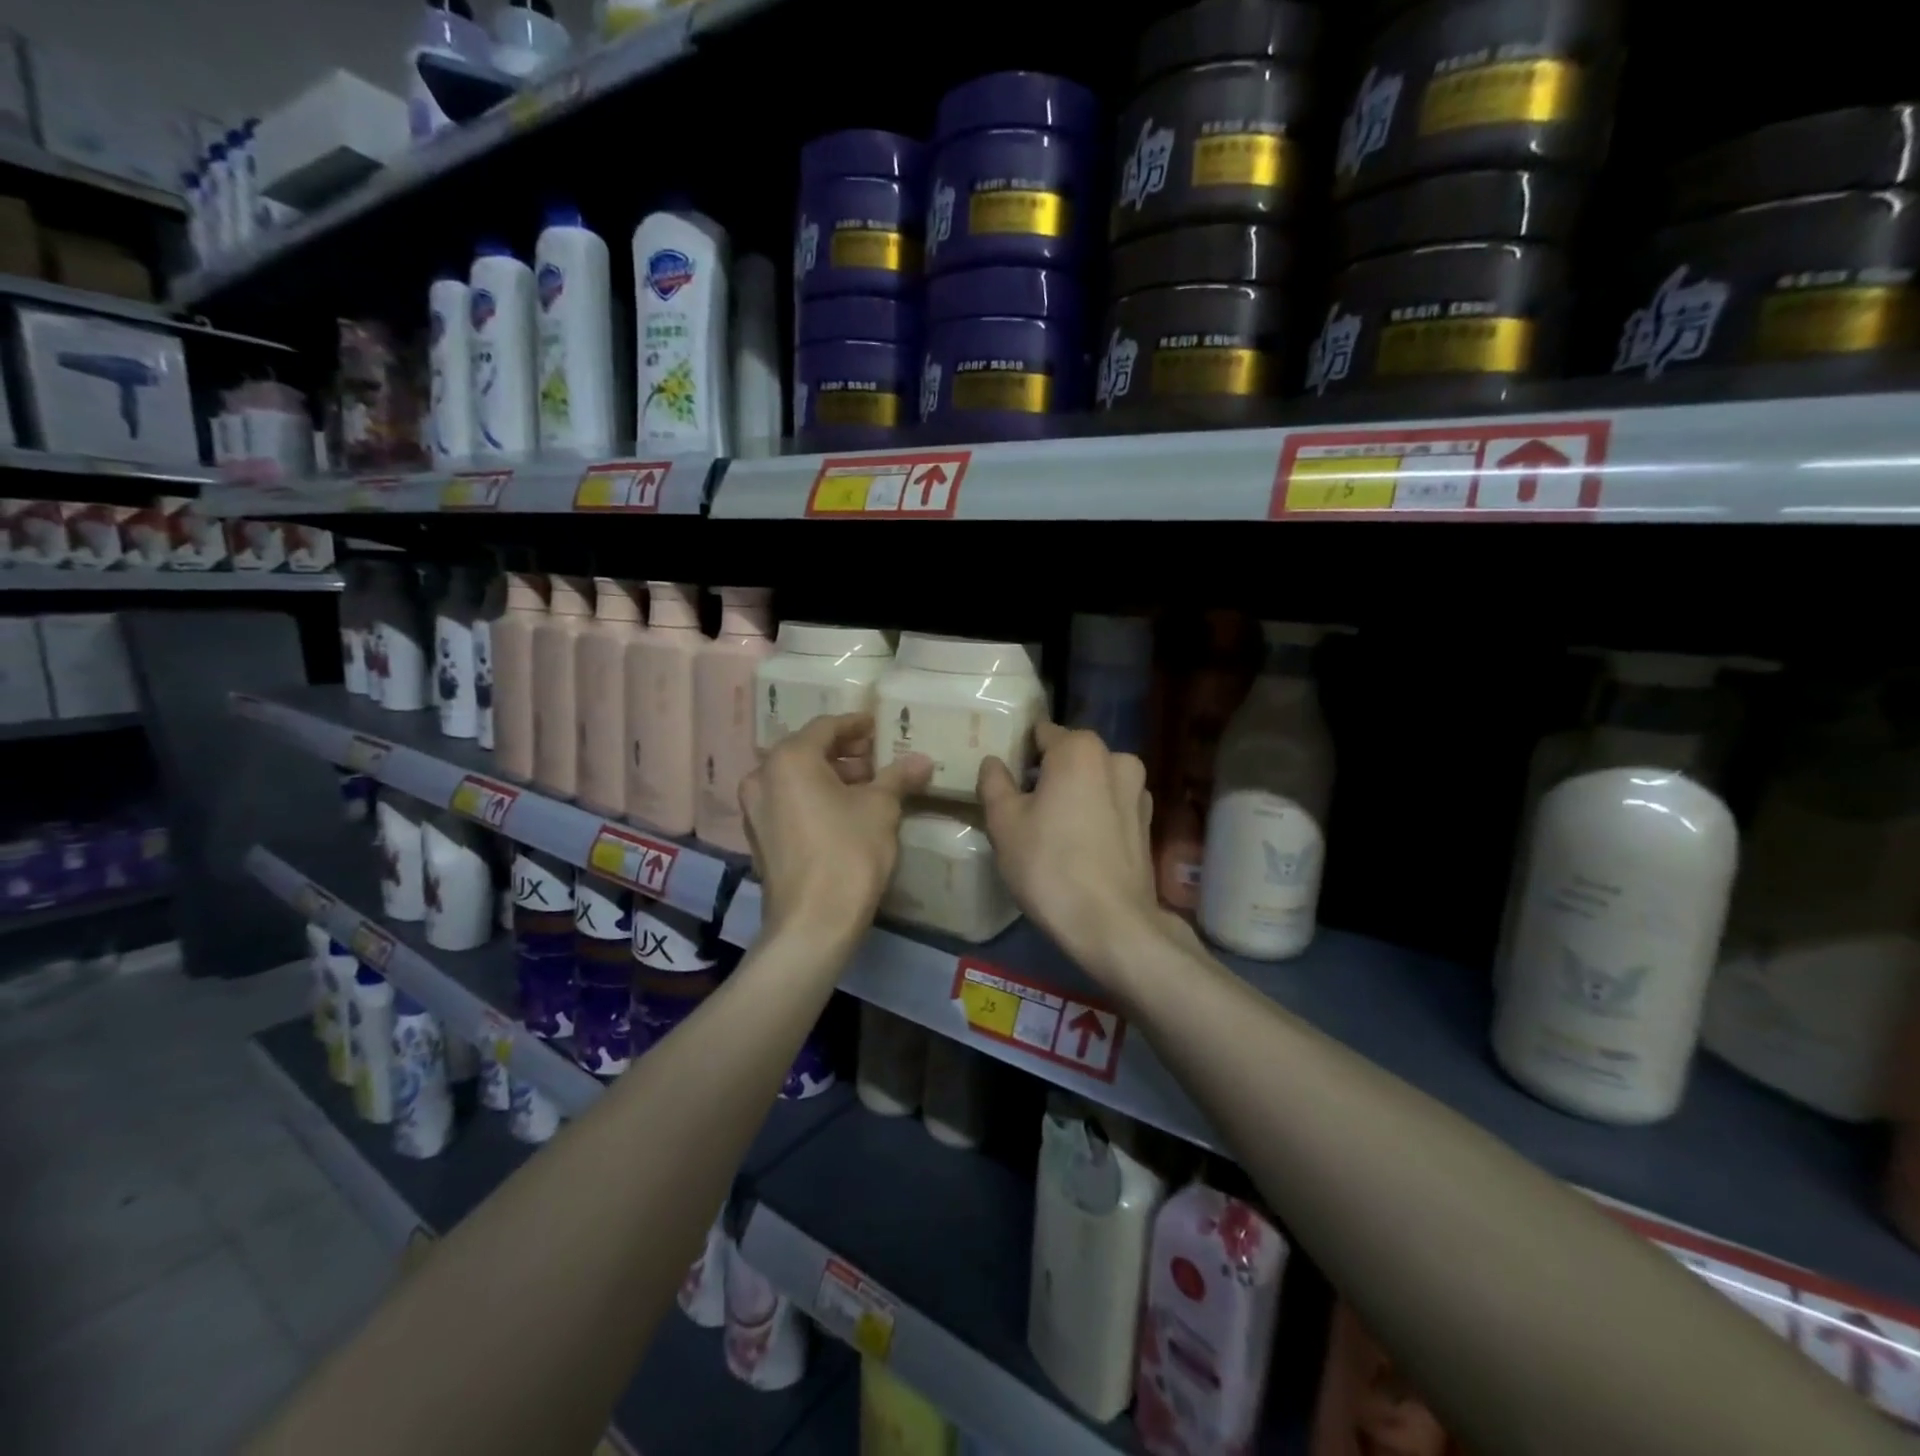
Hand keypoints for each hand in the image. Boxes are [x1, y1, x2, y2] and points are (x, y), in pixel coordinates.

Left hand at [740, 713, 930, 949]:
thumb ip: (898, 776)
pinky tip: (844, 810)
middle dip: (844, 752)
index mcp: (789, 759)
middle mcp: (762, 777)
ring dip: (831, 776)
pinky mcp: (759, 837)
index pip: (826, 727)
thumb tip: (923, 760)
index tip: (878, 726)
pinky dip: (814, 797)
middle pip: (807, 751)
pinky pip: (788, 802)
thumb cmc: (848, 852)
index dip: (856, 724)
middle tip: (878, 757)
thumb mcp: (881, 808)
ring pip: (796, 778)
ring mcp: (755, 809)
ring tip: (868, 785)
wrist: (813, 922)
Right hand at [978, 723, 1181, 972]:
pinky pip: (1110, 806)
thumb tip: (994, 762)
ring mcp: (1138, 792)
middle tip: (1022, 804)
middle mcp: (1117, 759)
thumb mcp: (1004, 822)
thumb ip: (995, 783)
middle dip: (1048, 773)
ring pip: (1093, 781)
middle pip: (1071, 756)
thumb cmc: (1049, 864)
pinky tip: (1077, 845)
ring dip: (1073, 794)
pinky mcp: (1147, 824)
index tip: (1005, 776)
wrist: (1111, 923)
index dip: (1020, 751)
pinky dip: (1093, 815)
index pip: (1042, 733)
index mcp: (1080, 749)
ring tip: (1049, 828)